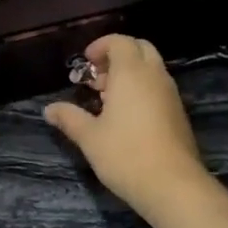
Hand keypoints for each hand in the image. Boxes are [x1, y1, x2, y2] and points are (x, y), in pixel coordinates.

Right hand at [45, 35, 211, 216]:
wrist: (173, 185)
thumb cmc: (126, 154)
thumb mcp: (90, 137)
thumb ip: (69, 118)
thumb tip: (49, 109)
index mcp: (131, 73)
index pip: (120, 42)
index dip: (101, 46)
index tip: (85, 63)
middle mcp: (154, 76)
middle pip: (139, 48)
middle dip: (117, 56)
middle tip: (97, 77)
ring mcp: (170, 94)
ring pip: (151, 68)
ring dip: (129, 73)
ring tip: (106, 98)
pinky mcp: (178, 113)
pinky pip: (158, 87)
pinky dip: (141, 89)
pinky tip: (125, 116)